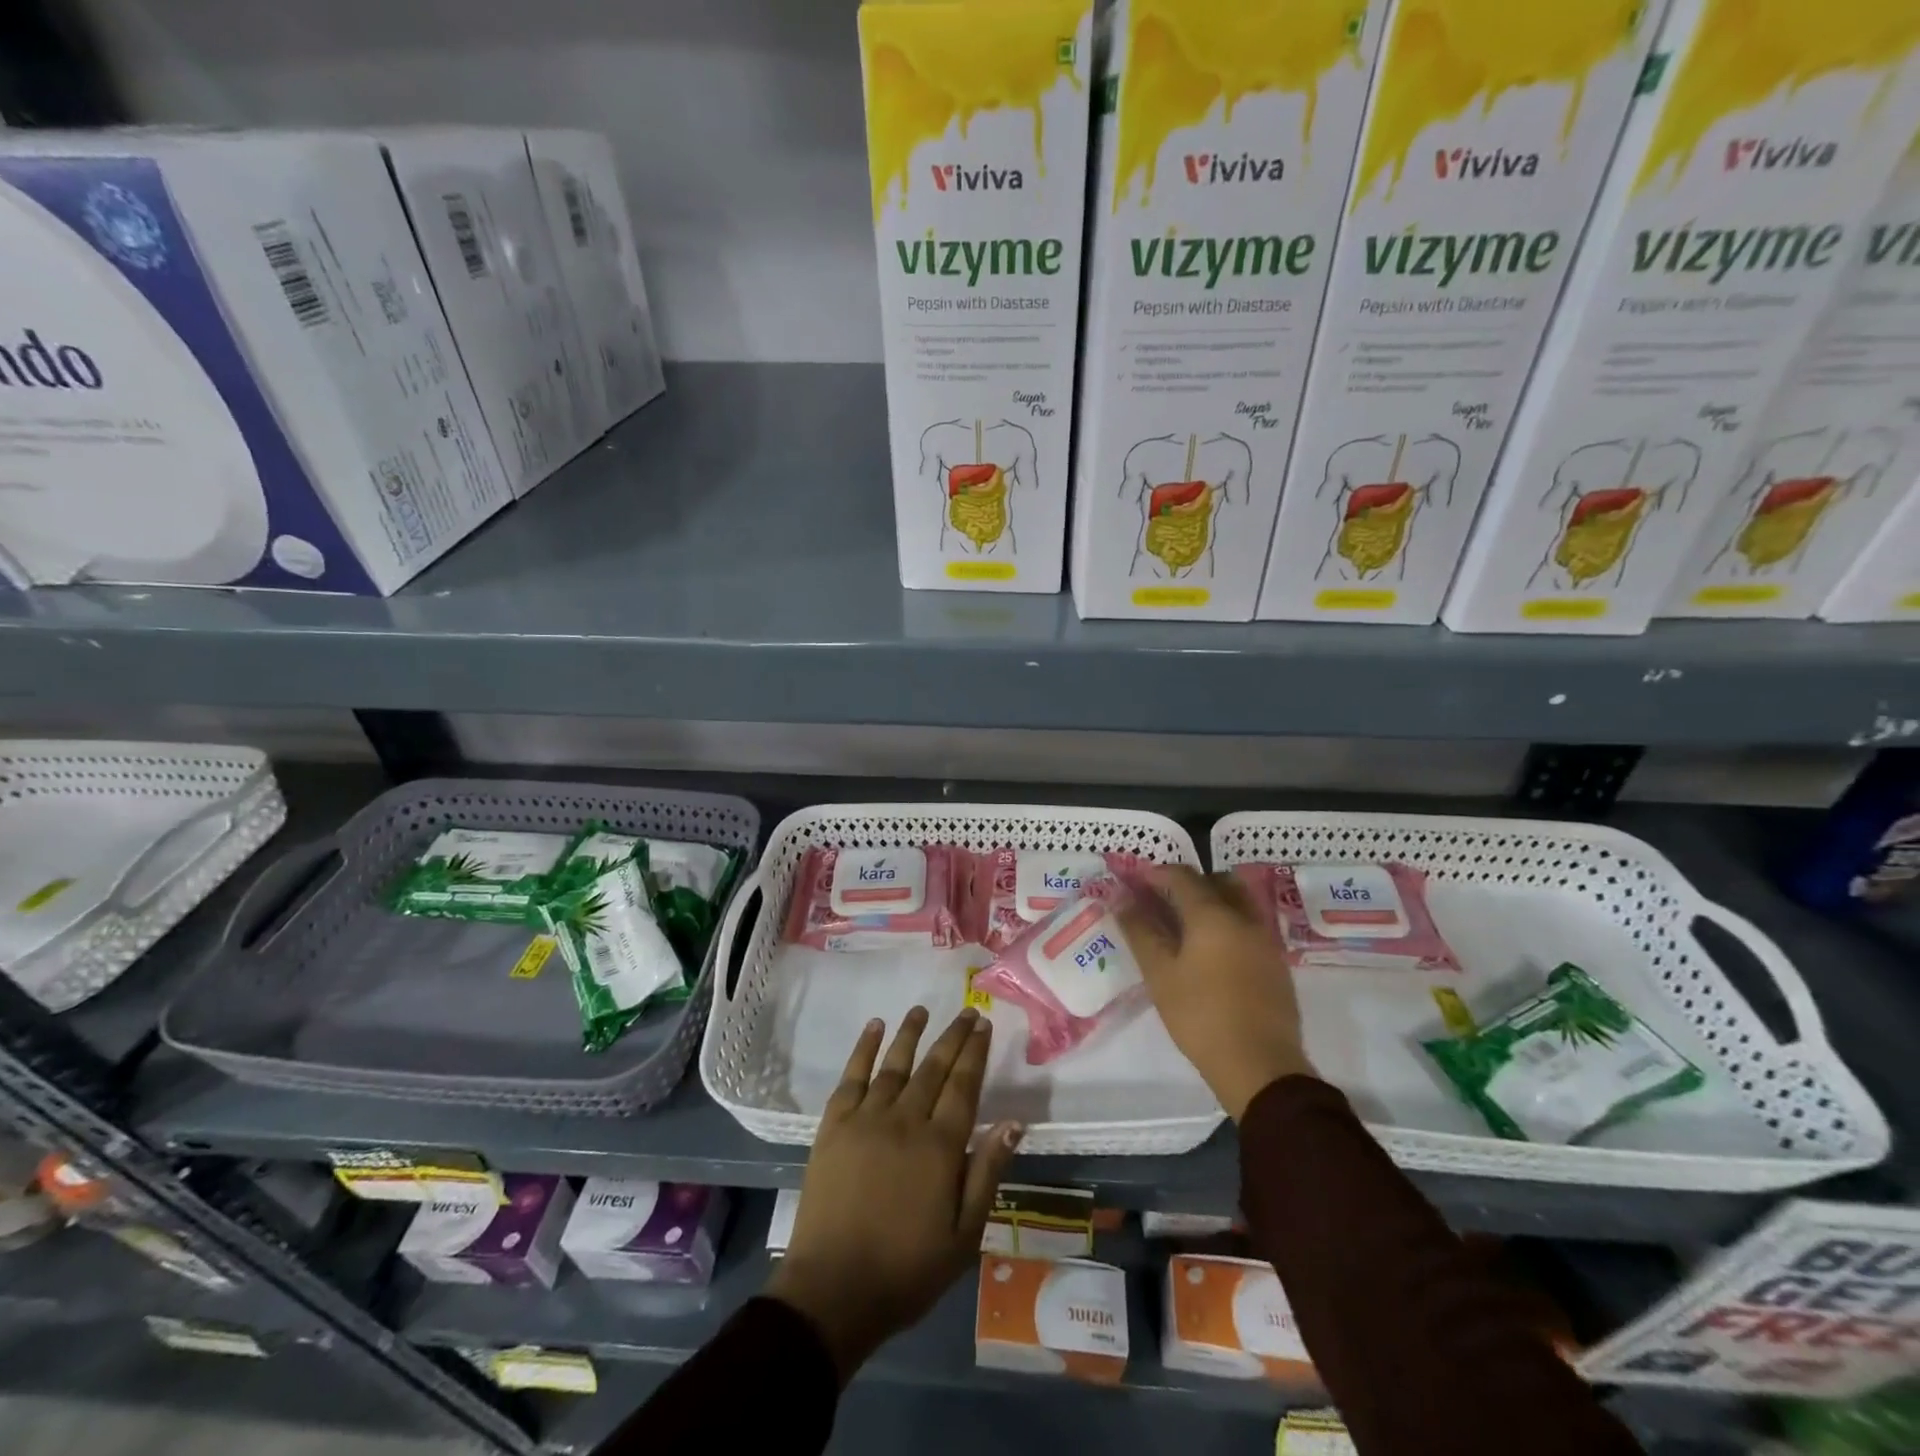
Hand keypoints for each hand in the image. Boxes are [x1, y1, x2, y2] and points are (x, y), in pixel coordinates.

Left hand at [765, 1006, 1021, 1382]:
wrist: (833, 1290)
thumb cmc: (906, 1270)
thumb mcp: (964, 1235)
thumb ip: (988, 1173)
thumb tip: (1014, 1122)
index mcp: (940, 1146)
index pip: (964, 1085)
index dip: (975, 1053)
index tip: (984, 1025)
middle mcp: (905, 1120)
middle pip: (934, 1068)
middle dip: (953, 1036)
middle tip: (967, 1012)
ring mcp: (866, 1118)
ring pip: (895, 1064)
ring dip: (910, 1033)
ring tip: (922, 1009)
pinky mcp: (834, 1125)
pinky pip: (852, 1076)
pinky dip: (864, 1048)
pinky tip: (874, 1027)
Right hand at [1119, 866, 1313, 1120]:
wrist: (1261, 1066)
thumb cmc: (1201, 1016)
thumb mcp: (1160, 974)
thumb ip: (1140, 931)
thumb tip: (1121, 899)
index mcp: (1213, 914)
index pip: (1182, 876)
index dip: (1155, 874)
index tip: (1135, 884)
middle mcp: (1244, 917)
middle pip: (1216, 881)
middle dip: (1187, 884)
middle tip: (1161, 902)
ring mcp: (1265, 939)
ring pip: (1237, 902)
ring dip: (1211, 902)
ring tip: (1185, 927)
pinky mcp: (1276, 962)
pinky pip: (1249, 925)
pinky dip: (1227, 923)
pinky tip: (1210, 952)